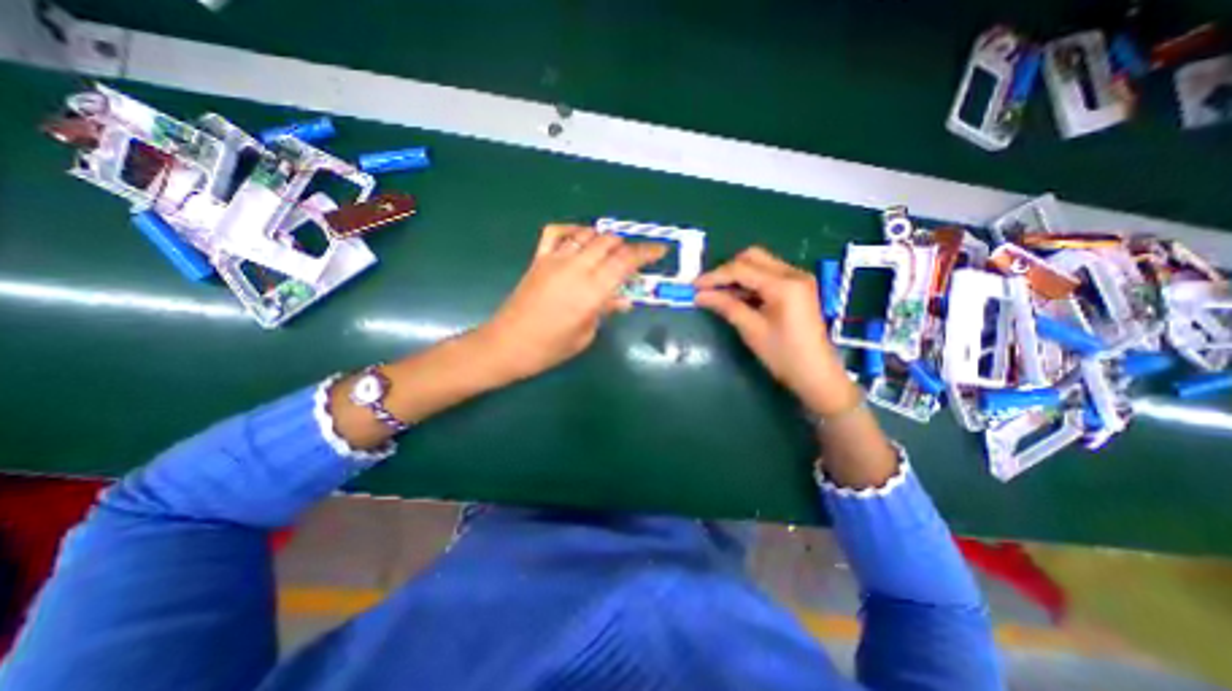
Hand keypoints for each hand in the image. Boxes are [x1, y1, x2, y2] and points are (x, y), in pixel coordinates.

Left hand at [481, 223, 669, 378]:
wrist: (507, 344)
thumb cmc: (550, 348)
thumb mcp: (585, 334)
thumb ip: (605, 311)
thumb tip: (623, 299)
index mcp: (592, 291)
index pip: (626, 261)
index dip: (646, 253)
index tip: (659, 251)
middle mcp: (576, 268)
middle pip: (609, 242)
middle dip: (627, 246)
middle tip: (635, 259)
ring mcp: (555, 259)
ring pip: (587, 234)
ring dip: (604, 238)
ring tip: (612, 252)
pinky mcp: (539, 259)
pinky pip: (557, 232)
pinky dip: (573, 229)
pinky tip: (580, 239)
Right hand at [697, 246, 859, 418]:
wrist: (817, 375)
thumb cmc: (784, 355)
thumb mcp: (752, 330)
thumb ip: (726, 306)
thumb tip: (699, 295)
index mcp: (784, 284)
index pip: (741, 269)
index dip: (714, 276)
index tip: (694, 286)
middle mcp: (793, 273)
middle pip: (752, 257)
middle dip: (727, 270)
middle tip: (708, 288)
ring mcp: (798, 279)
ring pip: (760, 264)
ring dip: (737, 275)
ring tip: (718, 293)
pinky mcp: (798, 288)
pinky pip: (768, 275)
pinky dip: (750, 282)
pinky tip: (737, 297)